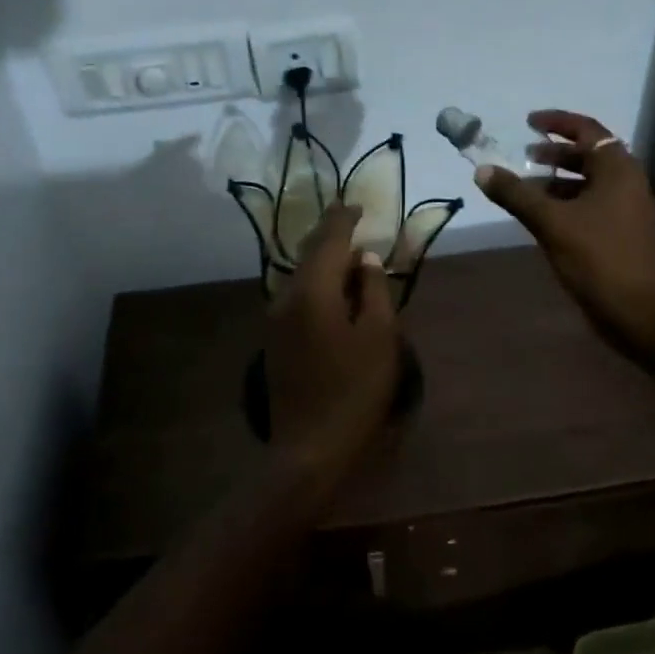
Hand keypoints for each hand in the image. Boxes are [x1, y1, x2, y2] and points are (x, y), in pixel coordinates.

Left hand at [264, 203, 401, 488]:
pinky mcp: (275, 341)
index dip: (343, 218)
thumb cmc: (354, 391)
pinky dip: (317, 284)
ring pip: (301, 276)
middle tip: (352, 221)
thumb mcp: (379, 337)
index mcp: (313, 291)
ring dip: (324, 262)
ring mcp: (275, 320)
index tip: (358, 204)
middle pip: (309, 254)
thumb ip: (373, 290)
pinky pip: (297, 297)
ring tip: (348, 256)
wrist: (309, 449)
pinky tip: (333, 292)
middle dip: (330, 235)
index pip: (328, 240)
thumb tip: (365, 259)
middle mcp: (286, 297)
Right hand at [475, 110, 654, 365]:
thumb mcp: (551, 222)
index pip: (588, 130)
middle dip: (556, 152)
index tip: (529, 122)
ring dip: (559, 178)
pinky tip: (544, 215)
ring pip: (590, 181)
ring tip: (528, 185)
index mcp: (617, 169)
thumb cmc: (597, 257)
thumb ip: (516, 194)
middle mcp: (628, 181)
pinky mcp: (624, 231)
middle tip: (525, 155)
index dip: (557, 122)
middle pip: (590, 154)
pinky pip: (593, 203)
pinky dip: (568, 200)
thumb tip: (483, 170)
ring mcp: (628, 208)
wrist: (639, 309)